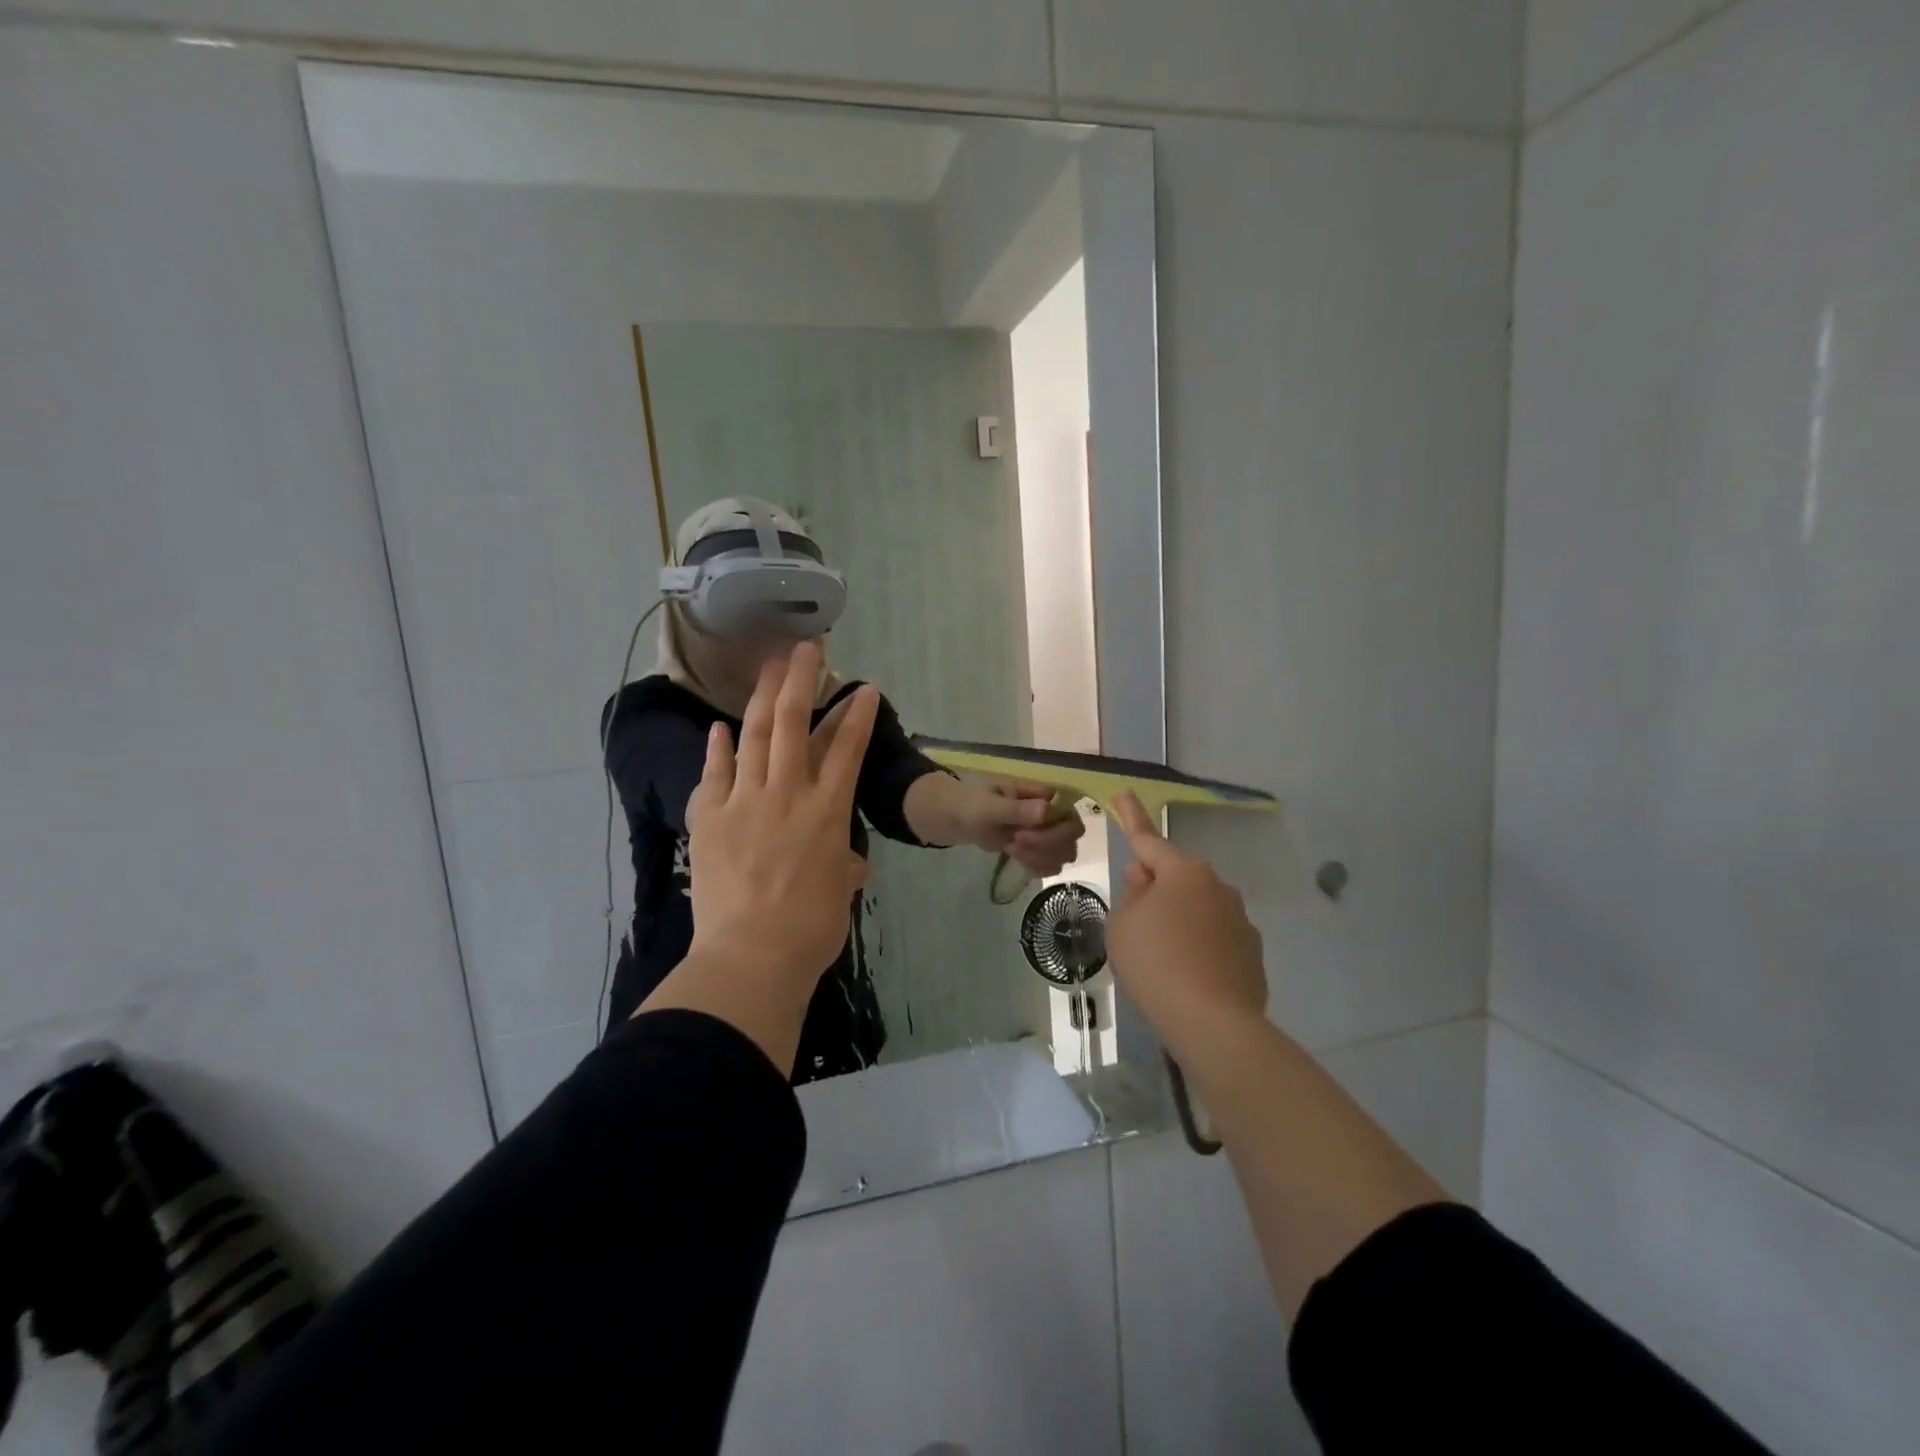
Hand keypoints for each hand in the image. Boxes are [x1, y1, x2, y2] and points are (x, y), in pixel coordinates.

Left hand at [685, 641, 878, 986]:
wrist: (751, 955)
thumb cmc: (810, 929)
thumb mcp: (841, 894)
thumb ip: (845, 867)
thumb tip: (849, 863)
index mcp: (828, 812)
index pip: (848, 750)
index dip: (858, 716)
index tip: (865, 689)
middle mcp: (787, 794)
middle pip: (793, 723)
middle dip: (801, 680)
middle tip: (803, 648)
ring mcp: (744, 802)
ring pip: (754, 737)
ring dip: (761, 697)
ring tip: (766, 665)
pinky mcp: (709, 819)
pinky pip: (714, 774)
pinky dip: (716, 749)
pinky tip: (718, 728)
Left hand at [965, 782, 1084, 876]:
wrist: (960, 819)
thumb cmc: (974, 805)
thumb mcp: (991, 806)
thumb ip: (1017, 809)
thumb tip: (1048, 810)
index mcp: (1043, 794)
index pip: (1069, 814)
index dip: (1052, 830)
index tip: (1020, 835)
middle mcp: (1052, 812)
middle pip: (1072, 835)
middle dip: (1044, 845)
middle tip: (1015, 842)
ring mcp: (1048, 832)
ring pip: (1064, 853)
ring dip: (1039, 857)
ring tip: (1013, 849)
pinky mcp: (1040, 850)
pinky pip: (1052, 864)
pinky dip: (1037, 867)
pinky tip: (1018, 859)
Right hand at [1106, 790, 1265, 1058]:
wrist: (1213, 1023)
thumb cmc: (1155, 963)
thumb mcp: (1122, 925)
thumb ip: (1131, 894)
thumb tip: (1145, 877)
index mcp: (1182, 873)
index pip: (1148, 839)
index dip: (1132, 816)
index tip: (1125, 792)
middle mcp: (1216, 886)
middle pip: (1175, 878)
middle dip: (1155, 888)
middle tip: (1135, 920)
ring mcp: (1239, 919)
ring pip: (1197, 909)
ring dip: (1179, 920)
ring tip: (1161, 960)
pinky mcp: (1252, 952)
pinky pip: (1215, 938)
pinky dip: (1199, 947)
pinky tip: (1188, 977)